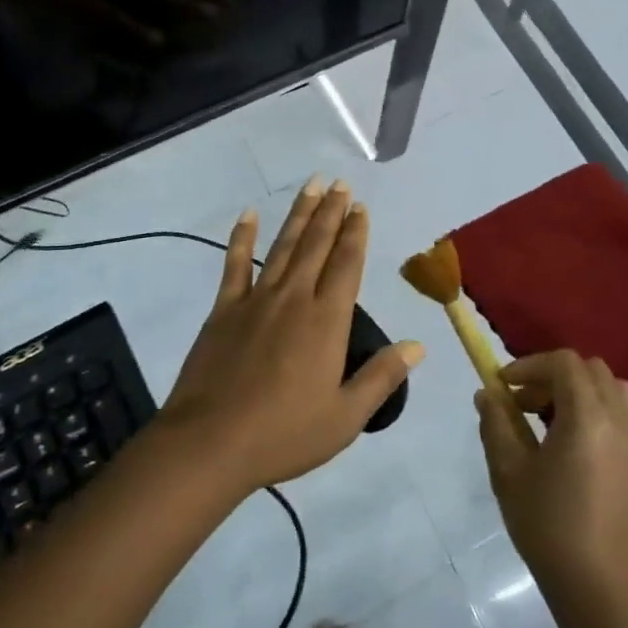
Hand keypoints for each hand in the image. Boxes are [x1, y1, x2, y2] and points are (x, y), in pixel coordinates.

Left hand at [160, 180, 424, 496]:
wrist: (210, 443)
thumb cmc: (284, 434)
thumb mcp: (345, 417)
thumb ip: (381, 377)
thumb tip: (417, 346)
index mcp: (326, 321)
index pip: (347, 265)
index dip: (356, 233)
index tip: (360, 208)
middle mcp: (294, 298)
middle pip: (317, 245)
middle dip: (331, 212)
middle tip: (340, 184)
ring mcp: (256, 300)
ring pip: (284, 246)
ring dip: (299, 214)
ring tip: (312, 186)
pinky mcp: (224, 309)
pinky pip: (235, 264)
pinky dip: (242, 237)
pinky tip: (249, 214)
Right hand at [477, 352, 627, 608]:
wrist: (600, 590)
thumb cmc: (549, 527)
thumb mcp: (509, 472)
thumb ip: (496, 424)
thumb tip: (488, 394)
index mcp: (586, 416)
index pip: (563, 362)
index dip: (530, 365)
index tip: (505, 386)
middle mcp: (620, 418)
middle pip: (590, 370)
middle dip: (554, 377)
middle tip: (526, 405)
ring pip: (616, 390)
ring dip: (585, 392)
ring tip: (559, 421)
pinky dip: (616, 415)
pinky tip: (597, 440)